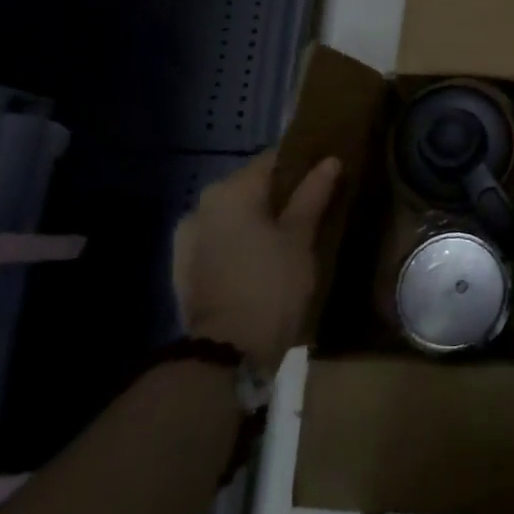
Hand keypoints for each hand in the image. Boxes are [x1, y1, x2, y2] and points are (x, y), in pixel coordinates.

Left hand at [172, 152, 340, 373]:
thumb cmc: (271, 286)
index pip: (273, 159)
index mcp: (231, 191)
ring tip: (290, 236)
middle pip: (251, 187)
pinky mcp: (184, 268)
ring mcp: (187, 238)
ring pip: (234, 215)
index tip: (327, 173)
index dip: (303, 163)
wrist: (224, 354)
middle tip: (315, 207)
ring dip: (259, 219)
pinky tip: (263, 258)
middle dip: (281, 193)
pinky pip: (220, 239)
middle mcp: (202, 205)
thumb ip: (313, 194)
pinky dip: (241, 241)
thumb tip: (329, 160)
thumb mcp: (300, 238)